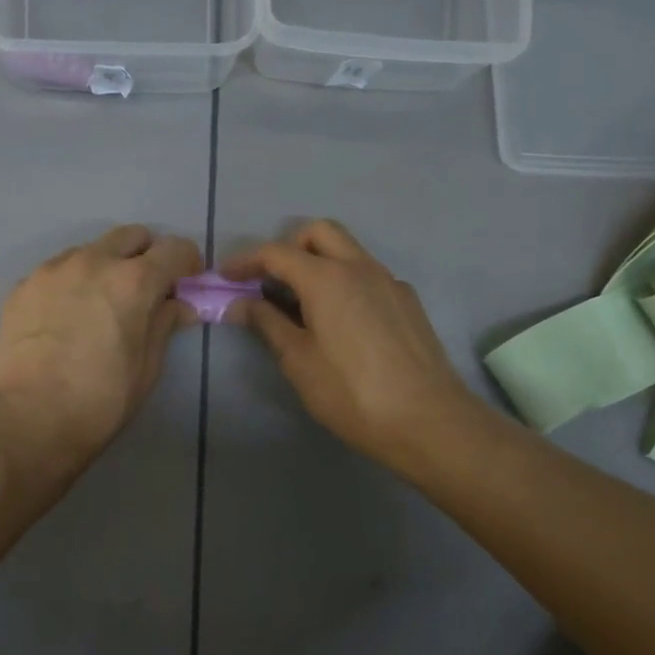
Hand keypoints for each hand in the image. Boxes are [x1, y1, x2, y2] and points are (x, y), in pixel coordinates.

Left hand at [0, 225, 202, 477]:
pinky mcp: (22, 286)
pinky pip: (57, 270)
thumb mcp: (147, 367)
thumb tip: (177, 305)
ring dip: (106, 265)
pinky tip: (66, 317)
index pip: (174, 249)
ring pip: (90, 249)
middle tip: (147, 288)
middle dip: (146, 255)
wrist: (27, 420)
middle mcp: (93, 261)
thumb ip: (164, 324)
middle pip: (131, 236)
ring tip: (101, 303)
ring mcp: (52, 270)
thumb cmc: (100, 400)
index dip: (188, 263)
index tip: (187, 282)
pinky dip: (72, 282)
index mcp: (133, 281)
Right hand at [222, 221, 485, 477]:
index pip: (276, 253)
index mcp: (327, 277)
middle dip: (287, 247)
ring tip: (301, 302)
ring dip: (318, 262)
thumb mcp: (298, 361)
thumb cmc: (352, 393)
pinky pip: (368, 275)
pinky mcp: (408, 301)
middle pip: (318, 233)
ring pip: (347, 250)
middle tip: (269, 280)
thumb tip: (240, 303)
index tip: (225, 276)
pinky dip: (344, 282)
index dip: (245, 261)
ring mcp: (389, 281)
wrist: (429, 421)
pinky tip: (340, 321)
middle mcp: (360, 267)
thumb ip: (267, 323)